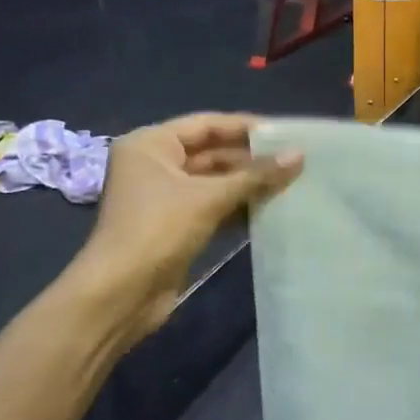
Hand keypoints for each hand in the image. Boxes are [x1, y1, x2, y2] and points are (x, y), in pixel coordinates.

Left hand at [65, 113, 300, 342]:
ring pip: (214, 181)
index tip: (284, 132)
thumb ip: (255, 176)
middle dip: (250, 159)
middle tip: (293, 160)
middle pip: (211, 152)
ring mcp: (163, 196)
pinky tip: (270, 208)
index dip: (245, 127)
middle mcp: (154, 164)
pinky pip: (212, 205)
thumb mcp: (209, 198)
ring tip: (290, 182)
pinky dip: (237, 206)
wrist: (120, 295)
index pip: (206, 124)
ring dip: (247, 184)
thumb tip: (299, 155)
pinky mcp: (174, 224)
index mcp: (150, 145)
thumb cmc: (158, 230)